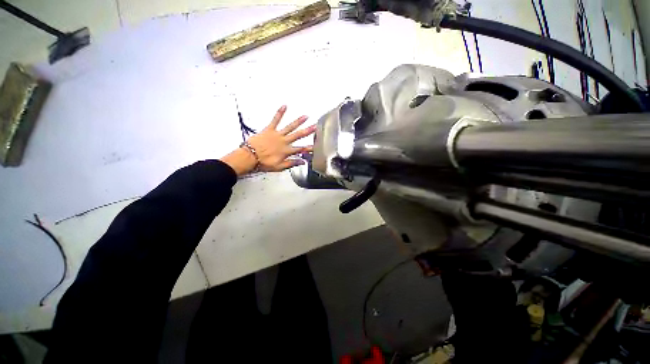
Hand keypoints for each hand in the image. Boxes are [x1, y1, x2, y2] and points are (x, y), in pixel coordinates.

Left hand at [220, 105, 315, 174]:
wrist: (249, 157)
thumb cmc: (263, 162)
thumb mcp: (279, 167)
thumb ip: (291, 163)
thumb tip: (302, 162)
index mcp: (286, 151)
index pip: (300, 149)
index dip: (309, 148)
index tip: (315, 146)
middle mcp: (284, 141)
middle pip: (298, 135)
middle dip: (307, 131)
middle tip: (315, 127)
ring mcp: (277, 134)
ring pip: (290, 127)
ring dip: (298, 121)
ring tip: (305, 116)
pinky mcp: (269, 129)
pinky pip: (275, 120)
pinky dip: (280, 113)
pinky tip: (285, 106)